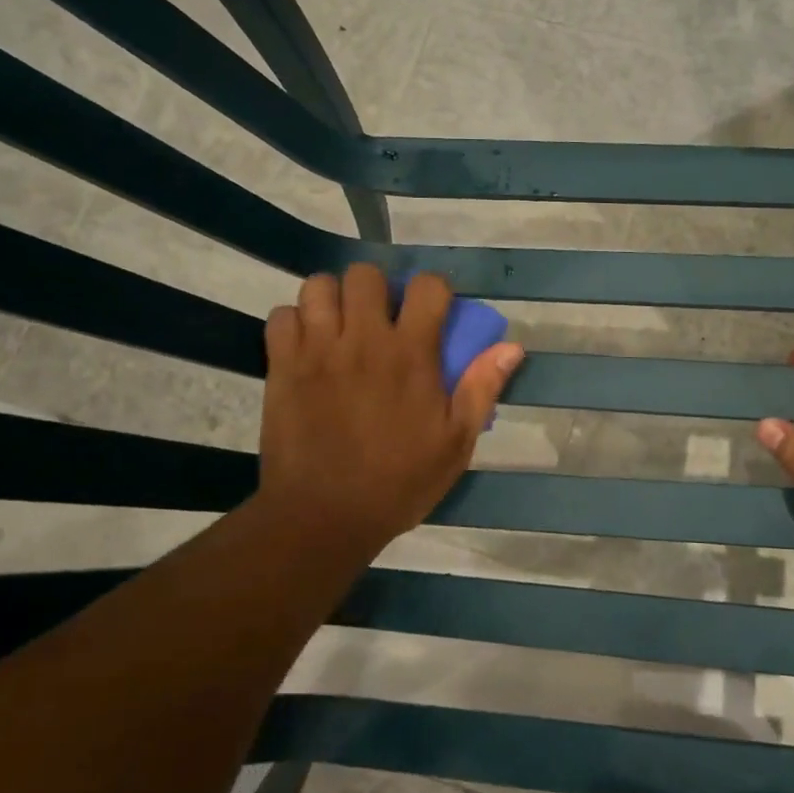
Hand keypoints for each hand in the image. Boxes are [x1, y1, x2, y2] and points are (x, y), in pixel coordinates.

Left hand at [258, 265, 523, 548]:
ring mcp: (317, 350)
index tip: (432, 311)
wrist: (323, 517)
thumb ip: (482, 388)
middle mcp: (363, 340)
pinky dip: (294, 323)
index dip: (434, 290)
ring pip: (319, 287)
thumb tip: (512, 347)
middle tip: (380, 319)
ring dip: (333, 300)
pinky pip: (281, 316)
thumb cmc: (398, 482)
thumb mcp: (455, 443)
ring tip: (340, 327)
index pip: (427, 286)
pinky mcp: (281, 366)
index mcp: (411, 354)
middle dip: (377, 288)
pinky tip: (306, 347)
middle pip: (365, 275)